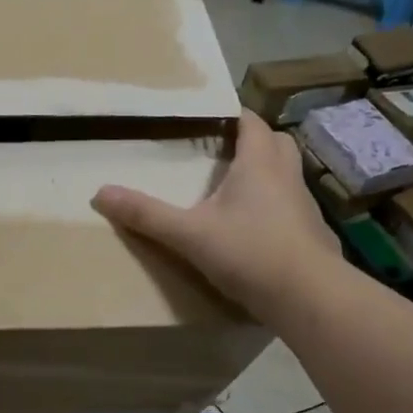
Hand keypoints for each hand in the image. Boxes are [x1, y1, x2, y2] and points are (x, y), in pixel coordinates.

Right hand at [92, 110, 343, 317]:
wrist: (311, 299)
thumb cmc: (251, 253)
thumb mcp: (189, 234)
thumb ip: (146, 214)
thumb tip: (100, 192)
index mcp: (259, 165)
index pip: (251, 122)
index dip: (232, 113)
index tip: (208, 114)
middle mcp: (287, 177)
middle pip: (275, 142)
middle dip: (251, 140)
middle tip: (221, 149)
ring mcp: (304, 207)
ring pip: (286, 175)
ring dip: (265, 173)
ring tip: (232, 187)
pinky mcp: (312, 235)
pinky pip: (290, 207)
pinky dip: (273, 206)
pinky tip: (252, 228)